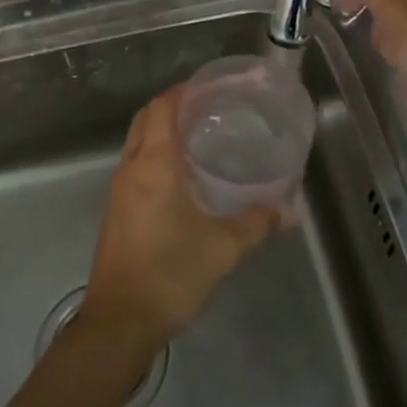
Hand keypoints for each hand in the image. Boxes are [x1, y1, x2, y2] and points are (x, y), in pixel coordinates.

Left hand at [83, 86, 282, 353]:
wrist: (121, 320)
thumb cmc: (171, 273)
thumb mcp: (223, 247)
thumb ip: (257, 223)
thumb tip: (289, 210)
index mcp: (153, 164)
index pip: (163, 107)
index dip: (184, 91)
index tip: (211, 87)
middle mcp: (131, 168)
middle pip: (146, 119)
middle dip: (173, 106)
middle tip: (210, 109)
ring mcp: (119, 190)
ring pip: (138, 143)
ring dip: (163, 132)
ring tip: (201, 137)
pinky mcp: (117, 211)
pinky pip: (136, 166)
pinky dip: (156, 156)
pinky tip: (183, 176)